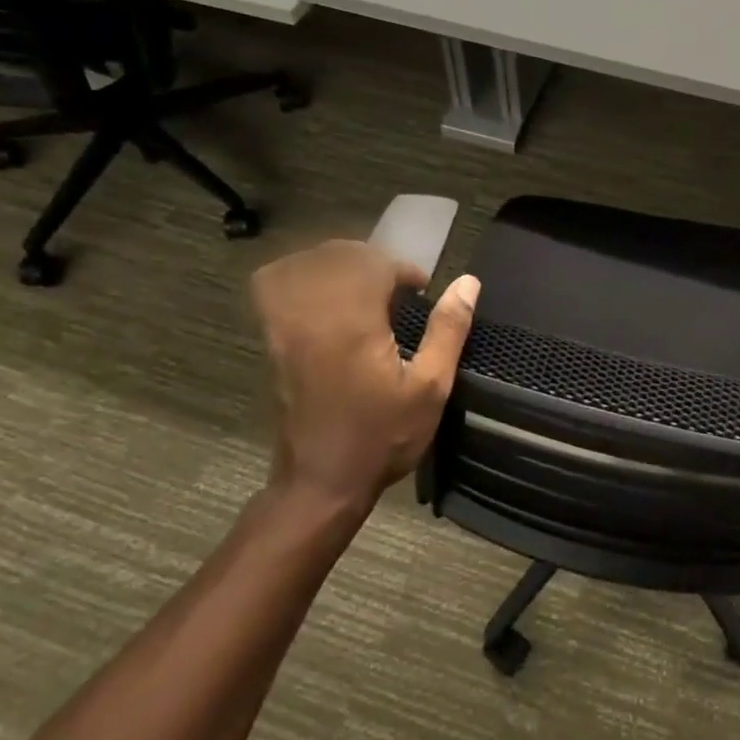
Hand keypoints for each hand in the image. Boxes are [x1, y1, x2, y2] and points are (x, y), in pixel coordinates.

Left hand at [251, 240, 479, 511]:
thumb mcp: (430, 389)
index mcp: (354, 323)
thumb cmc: (381, 437)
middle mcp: (313, 315)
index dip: (402, 270)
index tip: (420, 291)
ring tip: (360, 284)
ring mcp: (285, 326)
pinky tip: (320, 293)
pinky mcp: (272, 341)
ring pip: (302, 264)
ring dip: (335, 262)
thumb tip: (468, 282)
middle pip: (336, 256)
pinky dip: (295, 275)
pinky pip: (271, 287)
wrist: (321, 483)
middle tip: (395, 287)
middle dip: (371, 261)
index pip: (373, 264)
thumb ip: (448, 330)